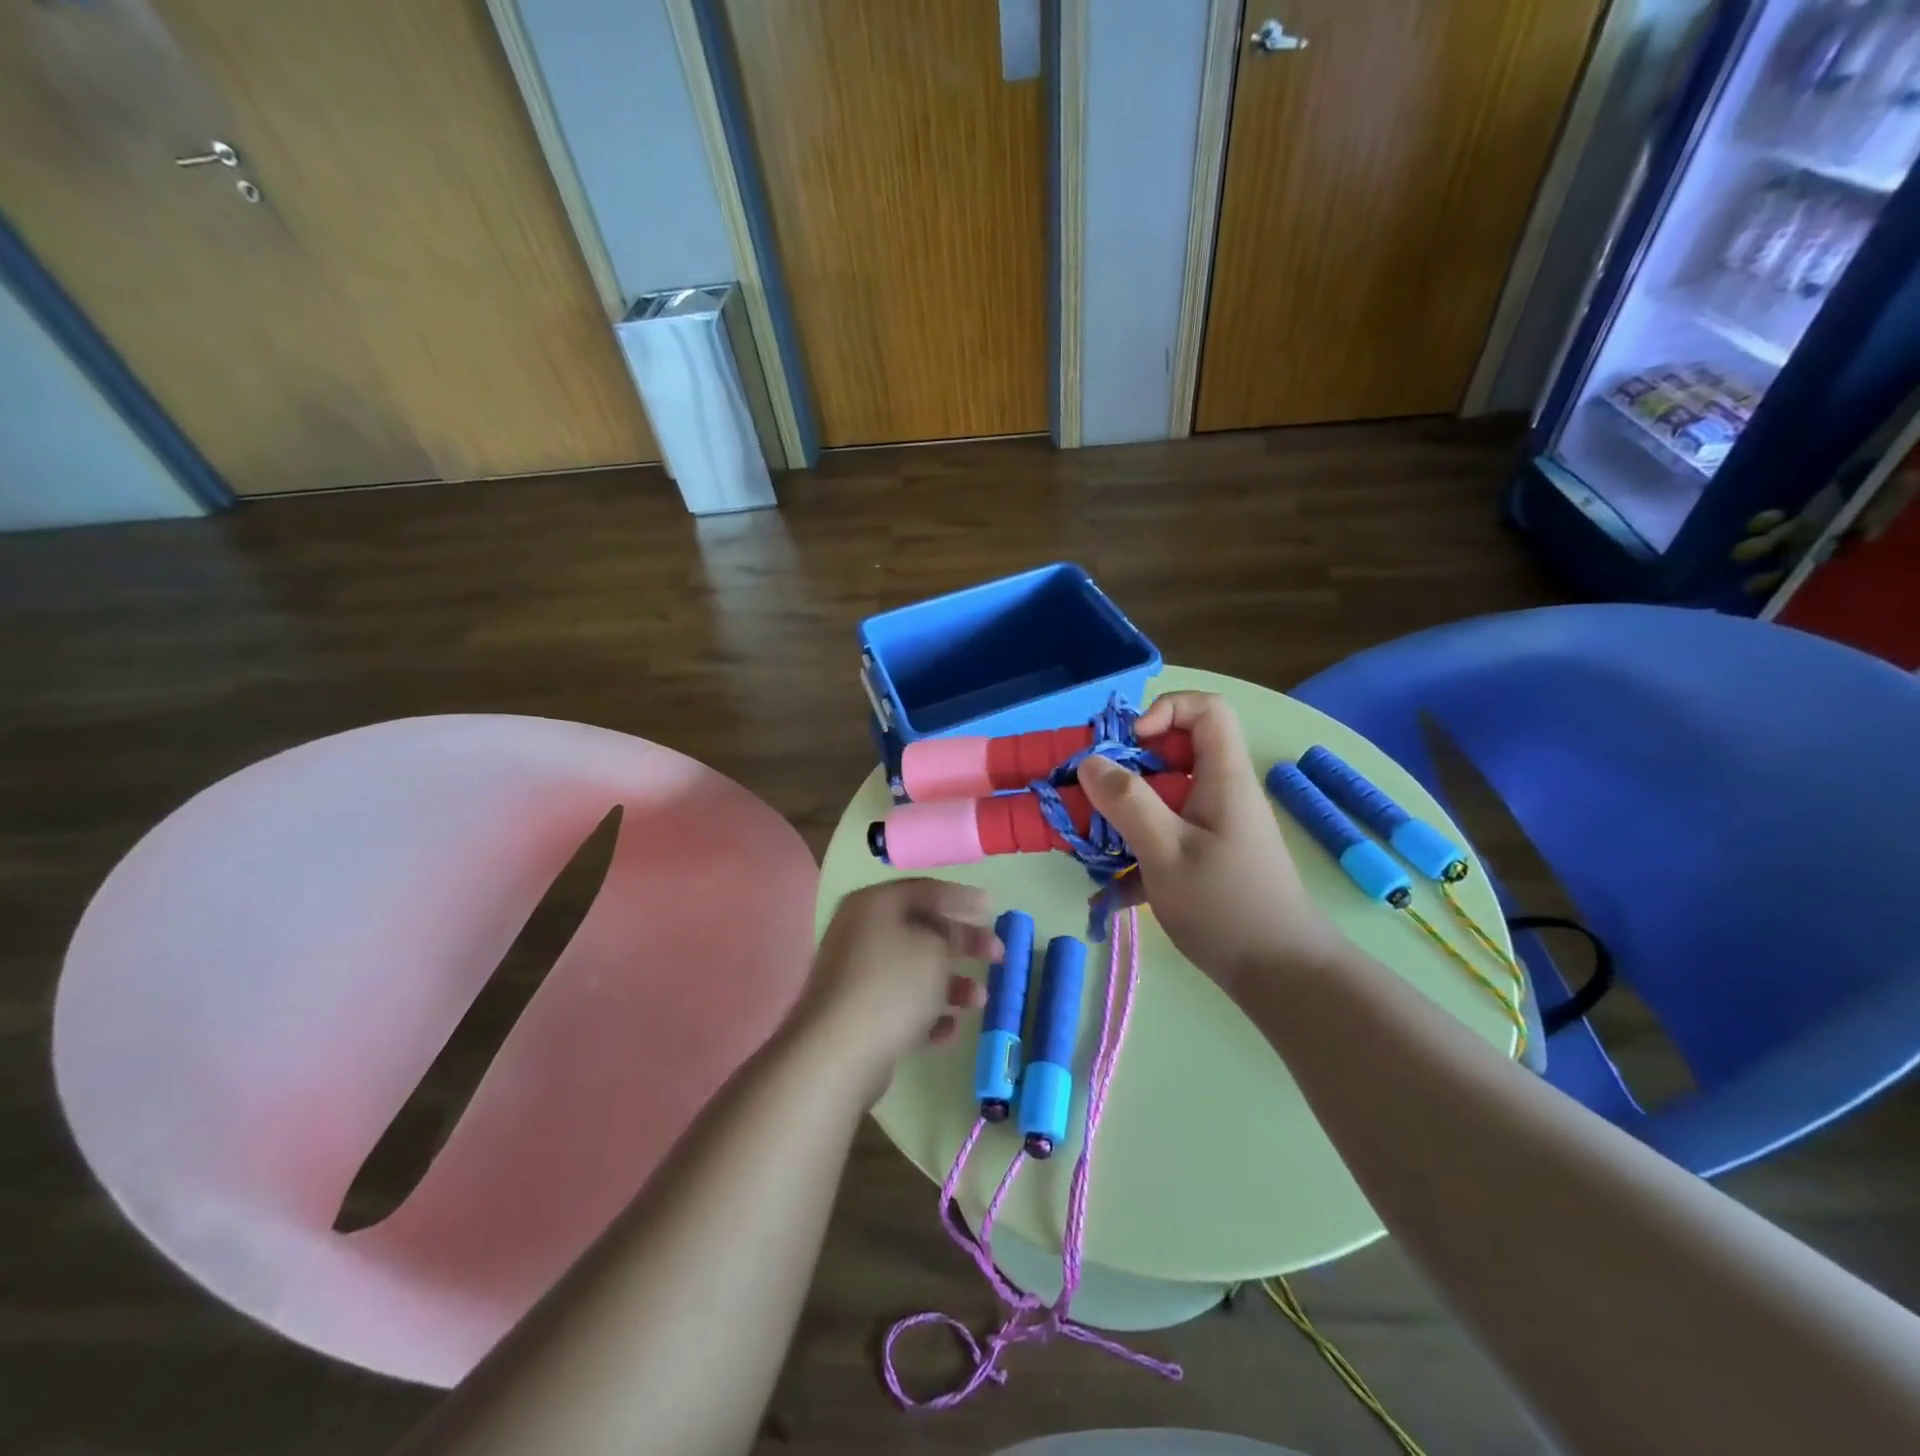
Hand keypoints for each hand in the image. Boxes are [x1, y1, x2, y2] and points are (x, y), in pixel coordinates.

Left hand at [801, 880, 997, 1094]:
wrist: (838, 1052)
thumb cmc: (892, 985)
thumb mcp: (935, 949)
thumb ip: (951, 934)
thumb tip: (949, 935)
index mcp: (874, 904)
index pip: (925, 890)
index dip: (962, 898)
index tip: (993, 908)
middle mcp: (860, 931)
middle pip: (921, 930)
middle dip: (963, 944)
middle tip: (998, 955)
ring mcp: (856, 974)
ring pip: (914, 971)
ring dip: (951, 984)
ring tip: (979, 1000)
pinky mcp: (857, 1013)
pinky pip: (900, 1004)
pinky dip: (927, 1013)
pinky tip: (949, 1030)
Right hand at [1080, 692, 1342, 995]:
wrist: (1281, 976)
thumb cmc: (1225, 907)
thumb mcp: (1167, 851)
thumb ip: (1127, 802)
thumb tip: (1091, 762)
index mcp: (1223, 778)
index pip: (1206, 709)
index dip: (1165, 711)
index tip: (1129, 744)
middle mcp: (1220, 794)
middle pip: (1173, 755)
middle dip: (1125, 771)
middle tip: (1091, 799)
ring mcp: (1212, 828)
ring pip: (1161, 799)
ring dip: (1122, 817)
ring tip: (1089, 846)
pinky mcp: (1205, 859)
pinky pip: (1163, 838)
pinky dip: (1134, 857)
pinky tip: (1107, 896)